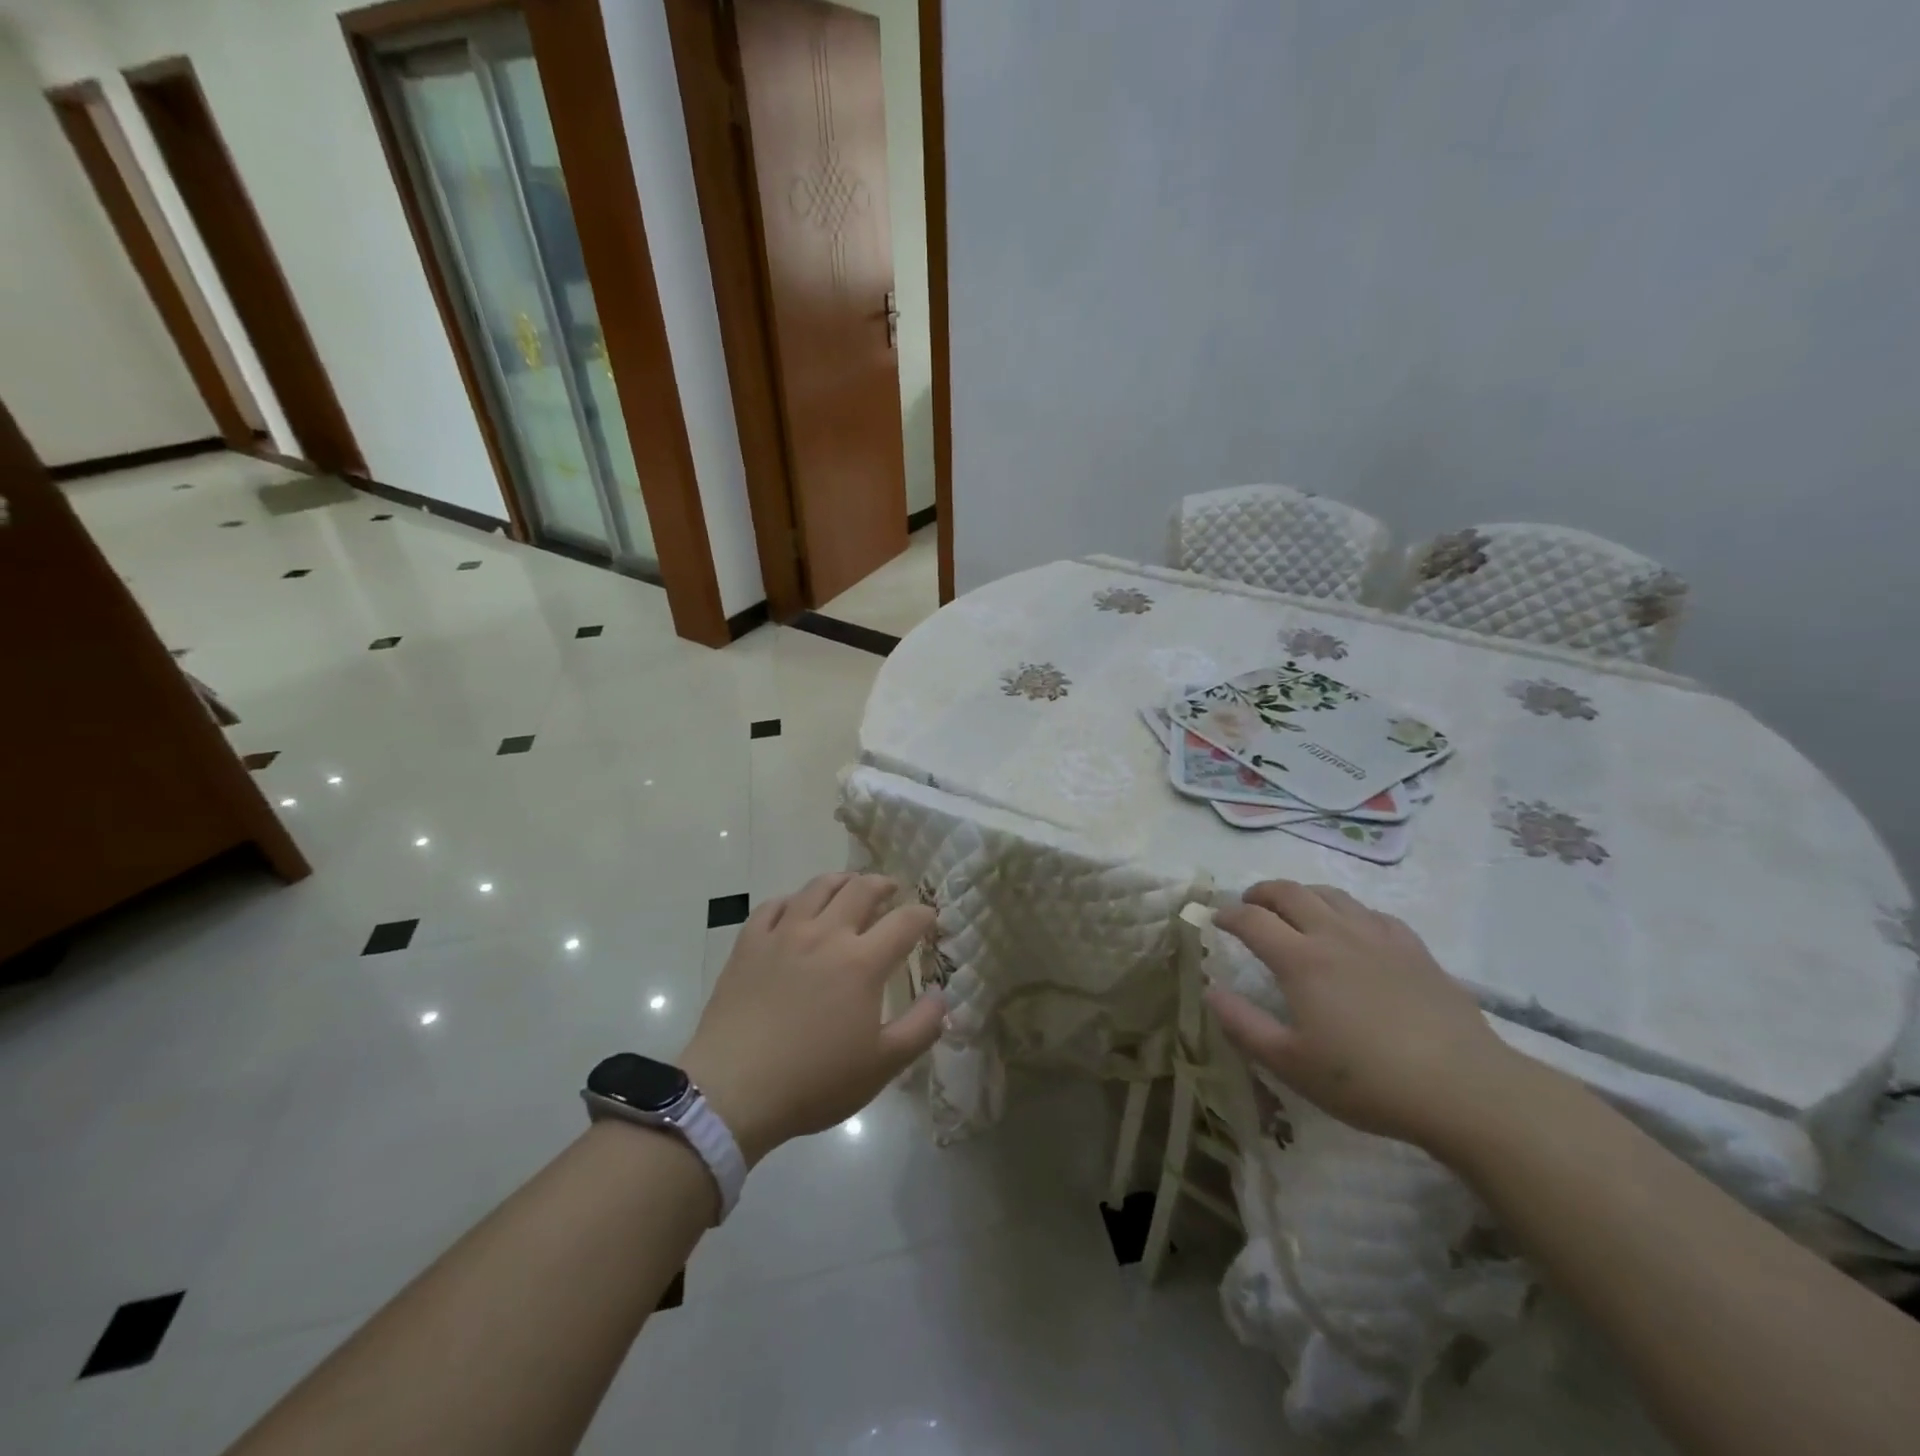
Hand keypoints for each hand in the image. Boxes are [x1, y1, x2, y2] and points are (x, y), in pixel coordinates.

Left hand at [680, 873, 944, 1164]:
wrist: (733, 1090)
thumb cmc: (814, 1081)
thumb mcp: (882, 1065)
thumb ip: (920, 1028)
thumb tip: (941, 996)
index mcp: (862, 962)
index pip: (904, 922)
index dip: (923, 915)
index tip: (930, 918)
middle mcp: (825, 935)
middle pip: (860, 890)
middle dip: (882, 885)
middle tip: (890, 891)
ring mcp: (783, 934)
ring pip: (817, 888)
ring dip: (840, 881)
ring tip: (849, 886)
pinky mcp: (749, 943)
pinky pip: (773, 905)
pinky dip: (792, 900)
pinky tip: (796, 908)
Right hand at [1207, 880, 1528, 1150]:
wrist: (1463, 1087)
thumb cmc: (1367, 1080)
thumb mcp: (1291, 1064)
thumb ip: (1243, 1025)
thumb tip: (1211, 991)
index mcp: (1300, 960)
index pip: (1252, 920)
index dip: (1228, 915)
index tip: (1215, 920)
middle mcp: (1334, 935)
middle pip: (1289, 892)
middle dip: (1261, 892)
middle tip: (1248, 904)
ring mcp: (1378, 938)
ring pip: (1331, 895)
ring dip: (1303, 895)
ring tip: (1295, 910)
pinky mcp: (1413, 949)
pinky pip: (1372, 913)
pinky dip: (1348, 912)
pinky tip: (1352, 930)